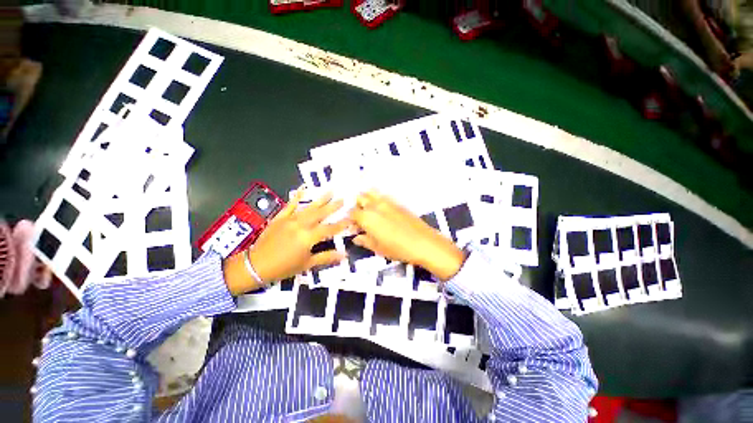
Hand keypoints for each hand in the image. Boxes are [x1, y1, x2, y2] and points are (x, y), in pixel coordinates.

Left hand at [223, 189, 347, 295]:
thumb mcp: (307, 264)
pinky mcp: (280, 217)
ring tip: (331, 191)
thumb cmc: (284, 267)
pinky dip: (297, 197)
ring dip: (321, 199)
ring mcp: (290, 219)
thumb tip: (344, 255)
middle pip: (321, 214)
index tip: (351, 217)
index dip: (342, 223)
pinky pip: (290, 205)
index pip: (330, 228)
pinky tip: (303, 189)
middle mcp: (302, 225)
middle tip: (344, 199)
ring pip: (309, 207)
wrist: (256, 265)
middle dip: (334, 206)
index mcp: (309, 237)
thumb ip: (326, 257)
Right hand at [348, 191, 464, 280]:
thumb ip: (364, 241)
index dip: (350, 220)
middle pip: (360, 198)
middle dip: (357, 206)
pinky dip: (378, 200)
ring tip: (370, 212)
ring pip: (371, 193)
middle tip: (360, 219)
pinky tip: (382, 211)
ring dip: (367, 199)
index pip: (351, 213)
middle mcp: (375, 205)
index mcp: (367, 217)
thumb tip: (356, 237)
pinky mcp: (398, 203)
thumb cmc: (398, 249)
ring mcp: (387, 202)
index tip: (353, 228)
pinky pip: (383, 196)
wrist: (424, 243)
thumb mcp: (378, 248)